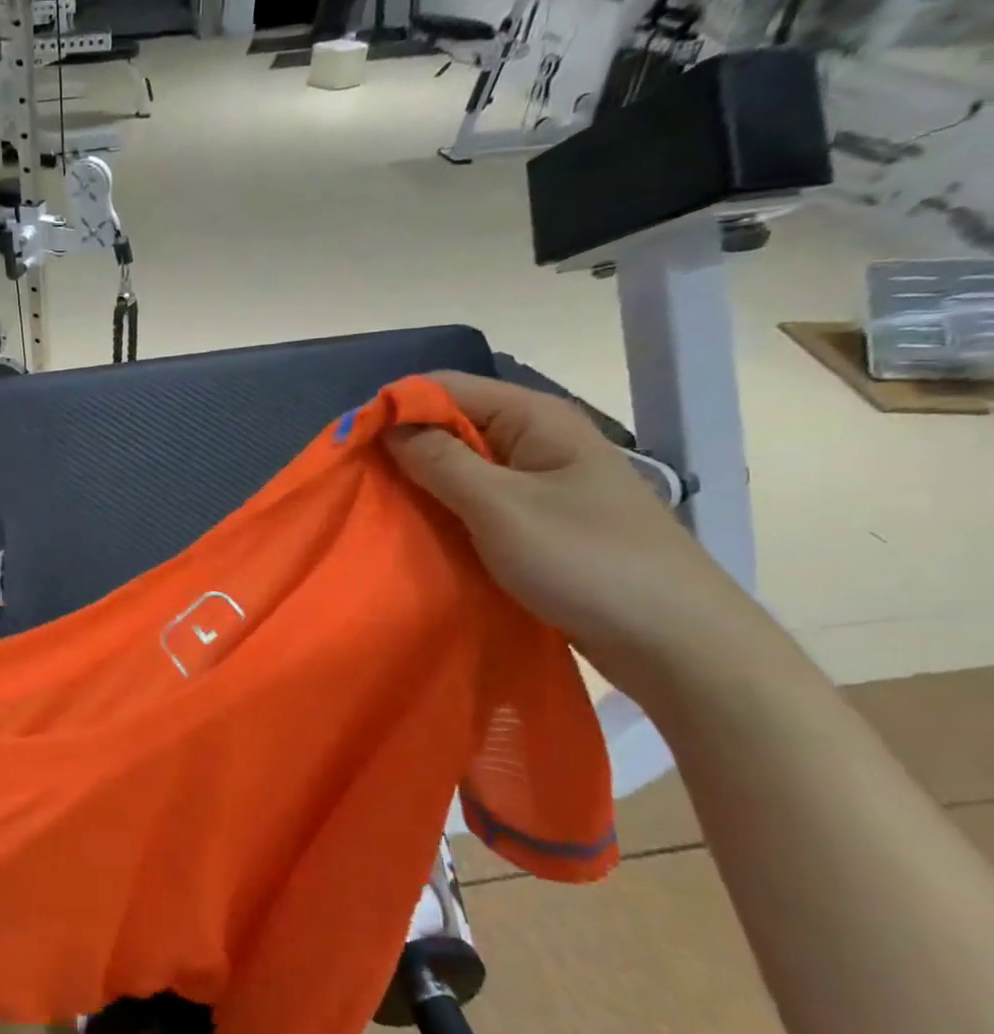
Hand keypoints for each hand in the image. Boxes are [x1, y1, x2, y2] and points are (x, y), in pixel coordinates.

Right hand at [385, 371, 774, 698]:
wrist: (680, 645)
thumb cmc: (588, 563)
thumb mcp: (500, 507)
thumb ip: (438, 461)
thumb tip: (388, 425)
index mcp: (535, 418)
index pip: (445, 388)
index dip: (394, 409)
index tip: (351, 447)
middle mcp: (538, 439)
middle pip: (452, 424)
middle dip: (403, 449)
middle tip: (361, 485)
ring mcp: (543, 482)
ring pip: (463, 466)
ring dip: (422, 484)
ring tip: (383, 511)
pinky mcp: (542, 521)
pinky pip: (480, 501)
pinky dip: (447, 511)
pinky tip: (423, 533)